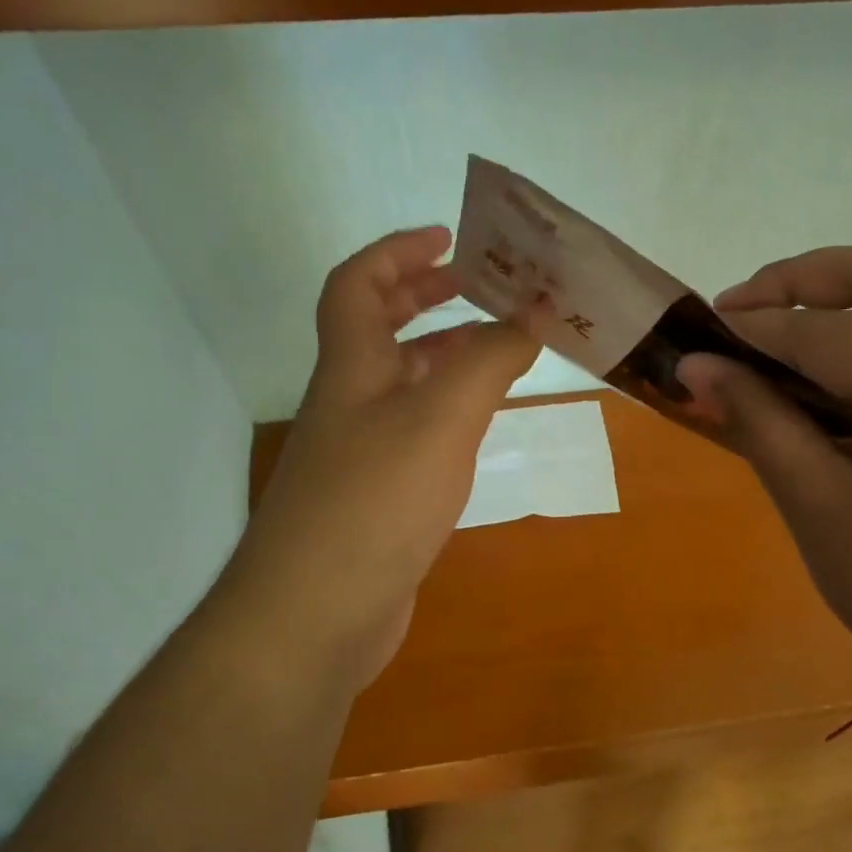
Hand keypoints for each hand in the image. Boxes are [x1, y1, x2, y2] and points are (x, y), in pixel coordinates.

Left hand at [226, 227, 537, 692]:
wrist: (317, 613)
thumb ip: (490, 359)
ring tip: (500, 349)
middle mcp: (349, 402)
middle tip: (480, 286)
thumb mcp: (441, 417)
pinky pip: (414, 433)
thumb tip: (534, 309)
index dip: (397, 251)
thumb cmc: (375, 501)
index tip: (449, 238)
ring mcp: (359, 453)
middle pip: (377, 329)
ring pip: (401, 384)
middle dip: (425, 297)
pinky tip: (479, 427)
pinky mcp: (376, 498)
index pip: (357, 284)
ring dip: (445, 356)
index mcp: (352, 367)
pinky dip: (448, 414)